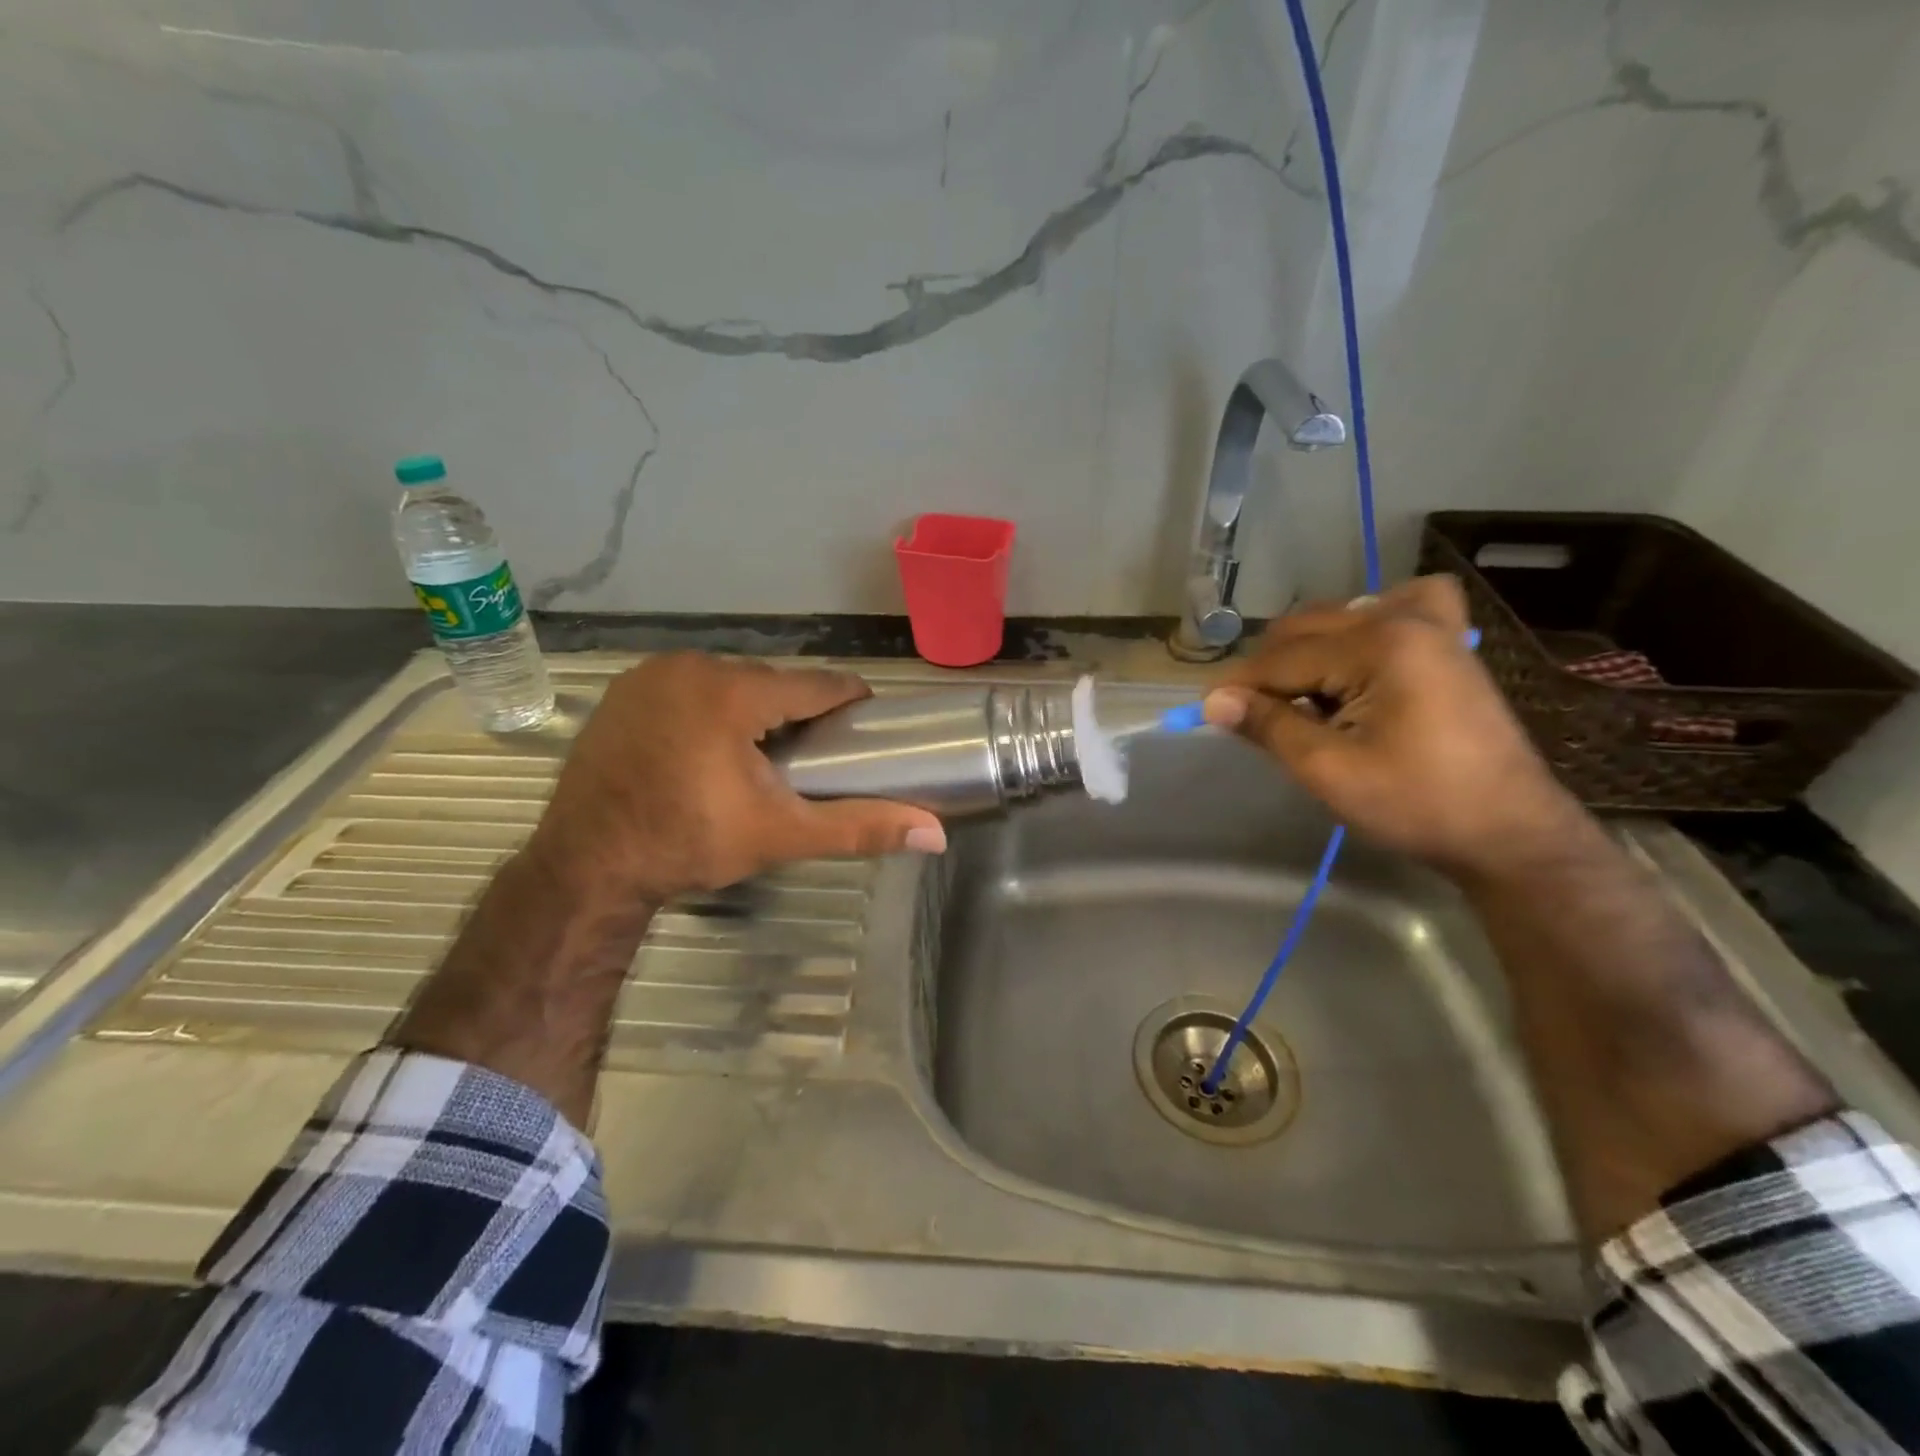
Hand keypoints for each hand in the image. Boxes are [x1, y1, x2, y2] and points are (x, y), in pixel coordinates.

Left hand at [529, 654, 946, 902]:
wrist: (586, 865)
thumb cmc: (689, 844)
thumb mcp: (781, 835)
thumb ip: (860, 827)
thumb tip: (936, 834)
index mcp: (735, 691)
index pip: (818, 683)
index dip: (849, 702)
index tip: (864, 726)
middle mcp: (692, 666)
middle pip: (772, 680)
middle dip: (797, 711)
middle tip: (809, 756)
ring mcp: (651, 673)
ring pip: (729, 681)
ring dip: (752, 708)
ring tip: (761, 755)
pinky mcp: (624, 689)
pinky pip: (688, 686)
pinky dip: (708, 707)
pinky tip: (707, 747)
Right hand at [1202, 576, 1586, 879]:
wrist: (1509, 833)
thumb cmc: (1416, 804)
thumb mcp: (1328, 770)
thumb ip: (1269, 725)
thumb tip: (1213, 701)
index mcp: (1379, 645)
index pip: (1283, 658)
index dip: (1239, 687)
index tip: (1207, 712)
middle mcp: (1405, 619)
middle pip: (1306, 630)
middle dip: (1269, 671)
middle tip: (1249, 716)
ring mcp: (1435, 626)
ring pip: (1342, 617)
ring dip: (1308, 651)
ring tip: (1299, 699)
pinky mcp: (1451, 643)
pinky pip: (1401, 607)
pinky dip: (1368, 623)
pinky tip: (1359, 655)